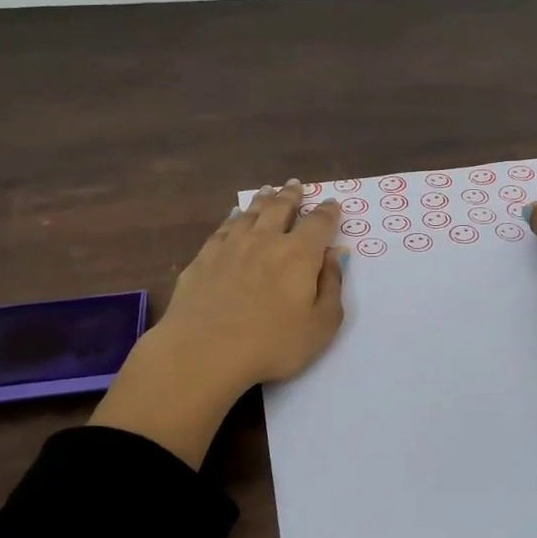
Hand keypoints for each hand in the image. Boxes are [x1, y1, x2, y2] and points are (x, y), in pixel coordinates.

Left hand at [93, 181, 345, 466]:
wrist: (204, 352)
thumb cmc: (272, 344)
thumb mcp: (321, 325)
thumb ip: (332, 287)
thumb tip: (333, 256)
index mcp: (300, 254)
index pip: (319, 222)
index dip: (328, 212)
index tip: (333, 204)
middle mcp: (266, 240)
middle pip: (281, 208)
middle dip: (292, 195)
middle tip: (296, 185)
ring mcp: (231, 246)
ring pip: (250, 213)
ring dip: (263, 200)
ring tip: (269, 191)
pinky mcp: (203, 259)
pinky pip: (223, 228)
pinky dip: (233, 217)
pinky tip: (234, 216)